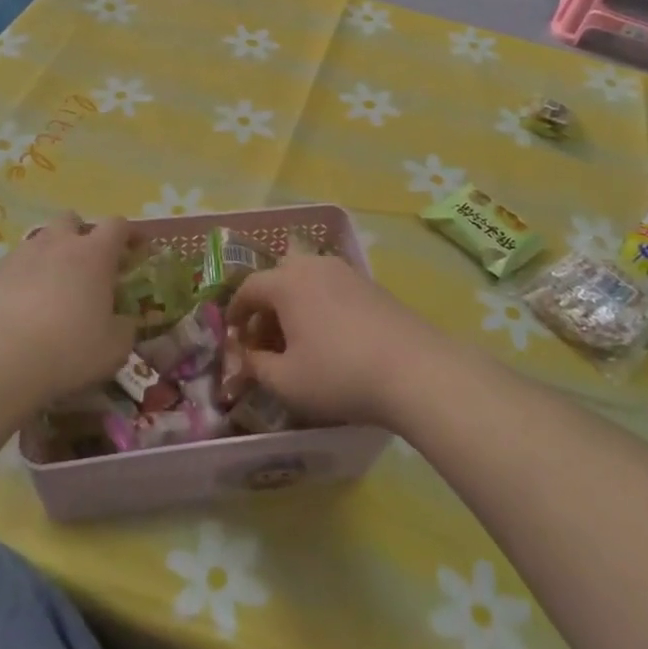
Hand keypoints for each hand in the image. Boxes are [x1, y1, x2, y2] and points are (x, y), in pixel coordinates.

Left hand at [0, 213, 138, 407]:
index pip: (117, 225)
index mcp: (94, 254)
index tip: (135, 249)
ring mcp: (20, 257)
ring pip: (39, 240)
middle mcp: (57, 244)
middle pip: (71, 219)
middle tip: (87, 264)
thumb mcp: (115, 347)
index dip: (129, 234)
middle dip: (81, 234)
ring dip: (50, 255)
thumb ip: (124, 327)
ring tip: (53, 287)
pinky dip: (23, 278)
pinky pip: (13, 266)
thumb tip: (123, 320)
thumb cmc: (70, 349)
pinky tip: (22, 306)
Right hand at [224, 253, 453, 427]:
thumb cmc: (339, 374)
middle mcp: (314, 266)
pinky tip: (331, 336)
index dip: (235, 311)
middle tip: (266, 336)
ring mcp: (347, 272)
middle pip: (280, 274)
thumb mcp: (286, 382)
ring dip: (295, 301)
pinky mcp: (373, 286)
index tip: (233, 335)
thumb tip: (246, 358)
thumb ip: (257, 367)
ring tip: (299, 338)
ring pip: (309, 277)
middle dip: (267, 302)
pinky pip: (334, 287)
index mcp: (287, 282)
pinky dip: (321, 304)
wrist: (414, 370)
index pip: (249, 288)